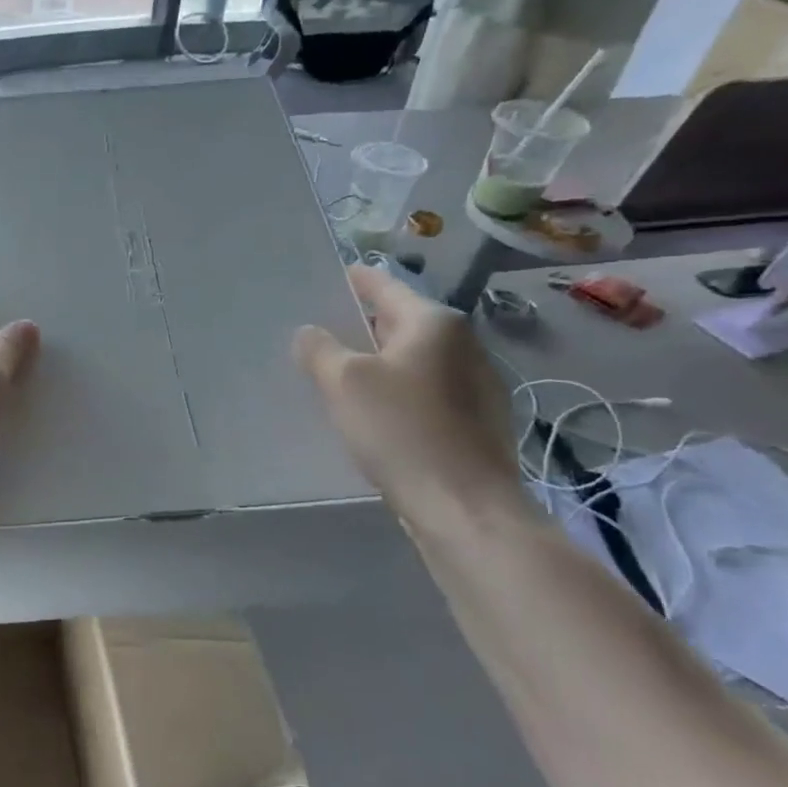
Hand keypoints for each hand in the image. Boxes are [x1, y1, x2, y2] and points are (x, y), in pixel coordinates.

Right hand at [295, 266, 523, 521]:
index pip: (385, 286)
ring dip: (380, 362)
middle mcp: (464, 345)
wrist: (466, 509)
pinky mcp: (477, 423)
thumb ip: (320, 349)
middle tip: (322, 331)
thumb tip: (310, 333)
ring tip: (340, 372)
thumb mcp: (344, 383)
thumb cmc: (402, 431)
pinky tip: (374, 413)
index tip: (329, 277)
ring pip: (414, 360)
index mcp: (435, 323)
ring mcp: (477, 385)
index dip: (354, 281)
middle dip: (363, 325)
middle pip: (401, 322)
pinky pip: (426, 392)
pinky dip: (399, 391)